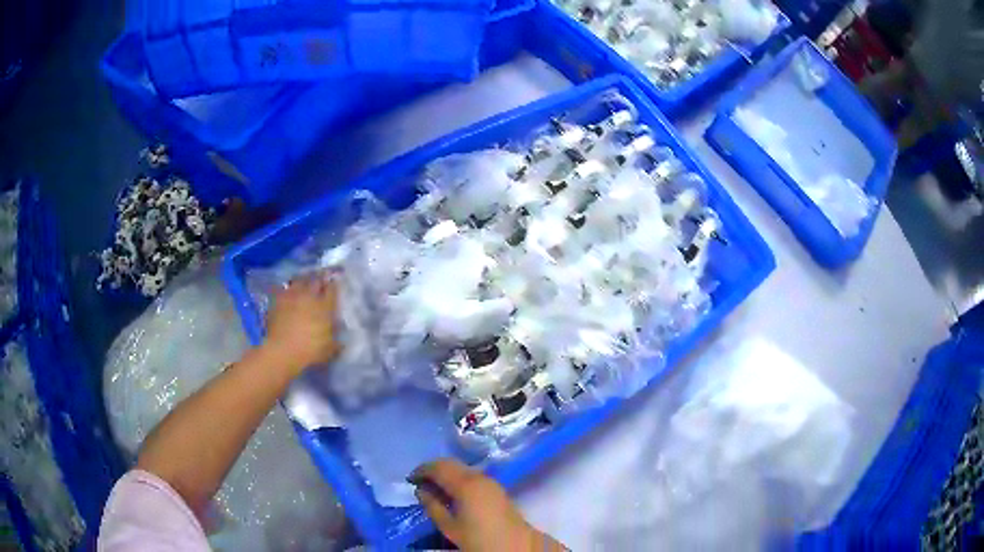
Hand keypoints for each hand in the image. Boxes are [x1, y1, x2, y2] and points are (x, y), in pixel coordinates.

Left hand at [264, 274, 338, 373]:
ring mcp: (292, 296)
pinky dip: (287, 289)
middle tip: (321, 281)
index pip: (332, 288)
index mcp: (325, 305)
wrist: (282, 351)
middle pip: (316, 279)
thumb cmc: (310, 350)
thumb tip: (342, 341)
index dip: (334, 284)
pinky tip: (288, 292)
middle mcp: (309, 296)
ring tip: (305, 283)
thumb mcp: (330, 349)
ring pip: (300, 280)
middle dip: (320, 279)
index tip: (335, 284)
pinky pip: (284, 289)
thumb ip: (337, 341)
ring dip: (304, 280)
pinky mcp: (277, 300)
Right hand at [409, 459, 564, 551]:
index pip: (438, 467)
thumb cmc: (478, 538)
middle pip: (451, 464)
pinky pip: (472, 475)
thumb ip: (432, 505)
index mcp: (465, 484)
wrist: (514, 545)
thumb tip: (420, 490)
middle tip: (419, 482)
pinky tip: (451, 492)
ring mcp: (490, 481)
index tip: (409, 479)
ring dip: (446, 473)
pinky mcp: (496, 488)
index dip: (421, 470)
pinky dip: (457, 478)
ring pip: (462, 468)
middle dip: (433, 469)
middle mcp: (478, 476)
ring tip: (433, 488)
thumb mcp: (449, 526)